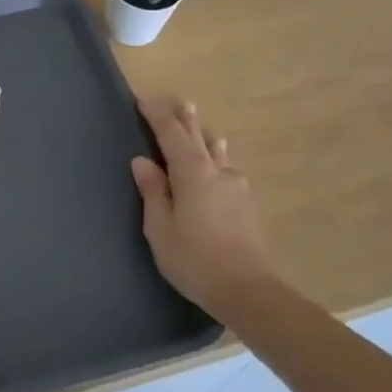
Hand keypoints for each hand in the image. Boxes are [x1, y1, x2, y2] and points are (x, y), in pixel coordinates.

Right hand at [130, 97, 277, 314]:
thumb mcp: (160, 227)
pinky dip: (215, 154)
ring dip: (203, 133)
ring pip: (216, 150)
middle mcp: (217, 171)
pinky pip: (226, 166)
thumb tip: (143, 161)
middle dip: (184, 118)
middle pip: (197, 136)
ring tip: (197, 120)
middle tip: (177, 100)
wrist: (248, 291)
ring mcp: (236, 186)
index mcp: (192, 173)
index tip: (143, 100)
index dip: (157, 116)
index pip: (171, 134)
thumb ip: (153, 191)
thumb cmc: (194, 259)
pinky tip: (219, 159)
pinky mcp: (246, 203)